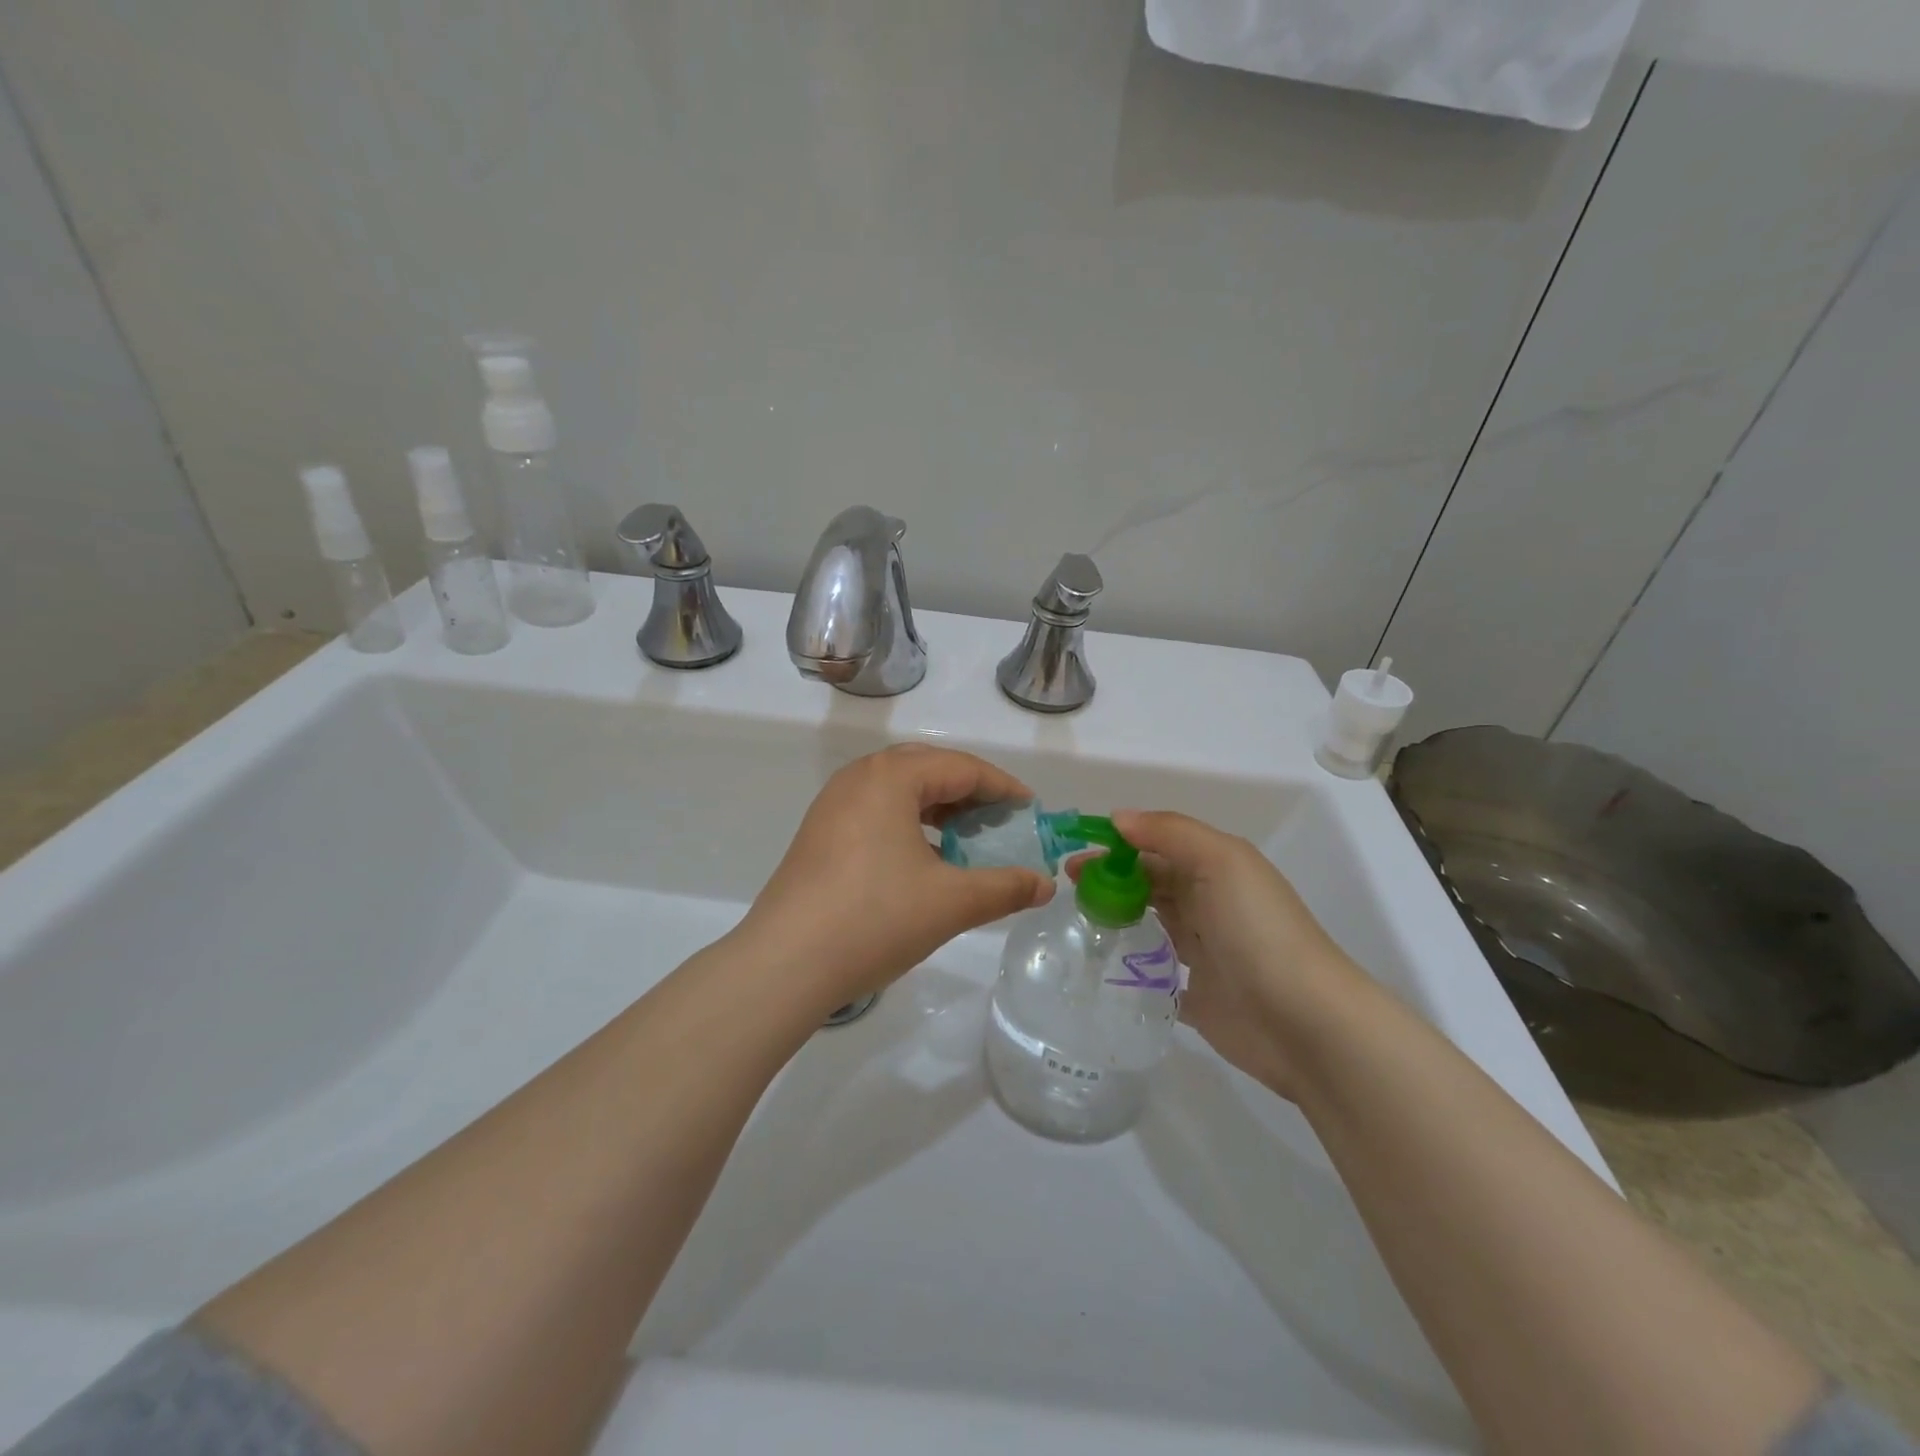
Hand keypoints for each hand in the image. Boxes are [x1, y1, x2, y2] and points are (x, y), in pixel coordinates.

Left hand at [740, 744, 1054, 1009]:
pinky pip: (874, 811)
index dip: (1001, 786)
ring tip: (965, 838)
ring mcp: (832, 805)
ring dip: (937, 806)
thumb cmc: (875, 919)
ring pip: (897, 790)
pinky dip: (907, 823)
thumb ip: (1005, 888)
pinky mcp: (818, 834)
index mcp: (891, 777)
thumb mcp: (951, 903)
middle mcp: (858, 778)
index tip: (1030, 809)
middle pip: (927, 769)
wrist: (785, 963)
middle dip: (968, 791)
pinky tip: (922, 859)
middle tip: (999, 820)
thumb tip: (1045, 885)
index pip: (961, 767)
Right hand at [1099, 810, 1361, 1098]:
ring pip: (1150, 924)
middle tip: (1067, 888)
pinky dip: (1130, 966)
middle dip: (1110, 879)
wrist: (1304, 1023)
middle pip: (1151, 883)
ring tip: (1075, 920)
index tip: (1075, 854)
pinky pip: (1154, 974)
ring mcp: (1204, 952)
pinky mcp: (1196, 996)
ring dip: (1117, 917)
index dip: (1117, 845)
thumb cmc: (1258, 930)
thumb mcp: (1221, 861)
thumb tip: (1118, 819)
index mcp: (1217, 869)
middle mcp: (1210, 905)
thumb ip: (1170, 833)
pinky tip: (1098, 964)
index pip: (1158, 847)